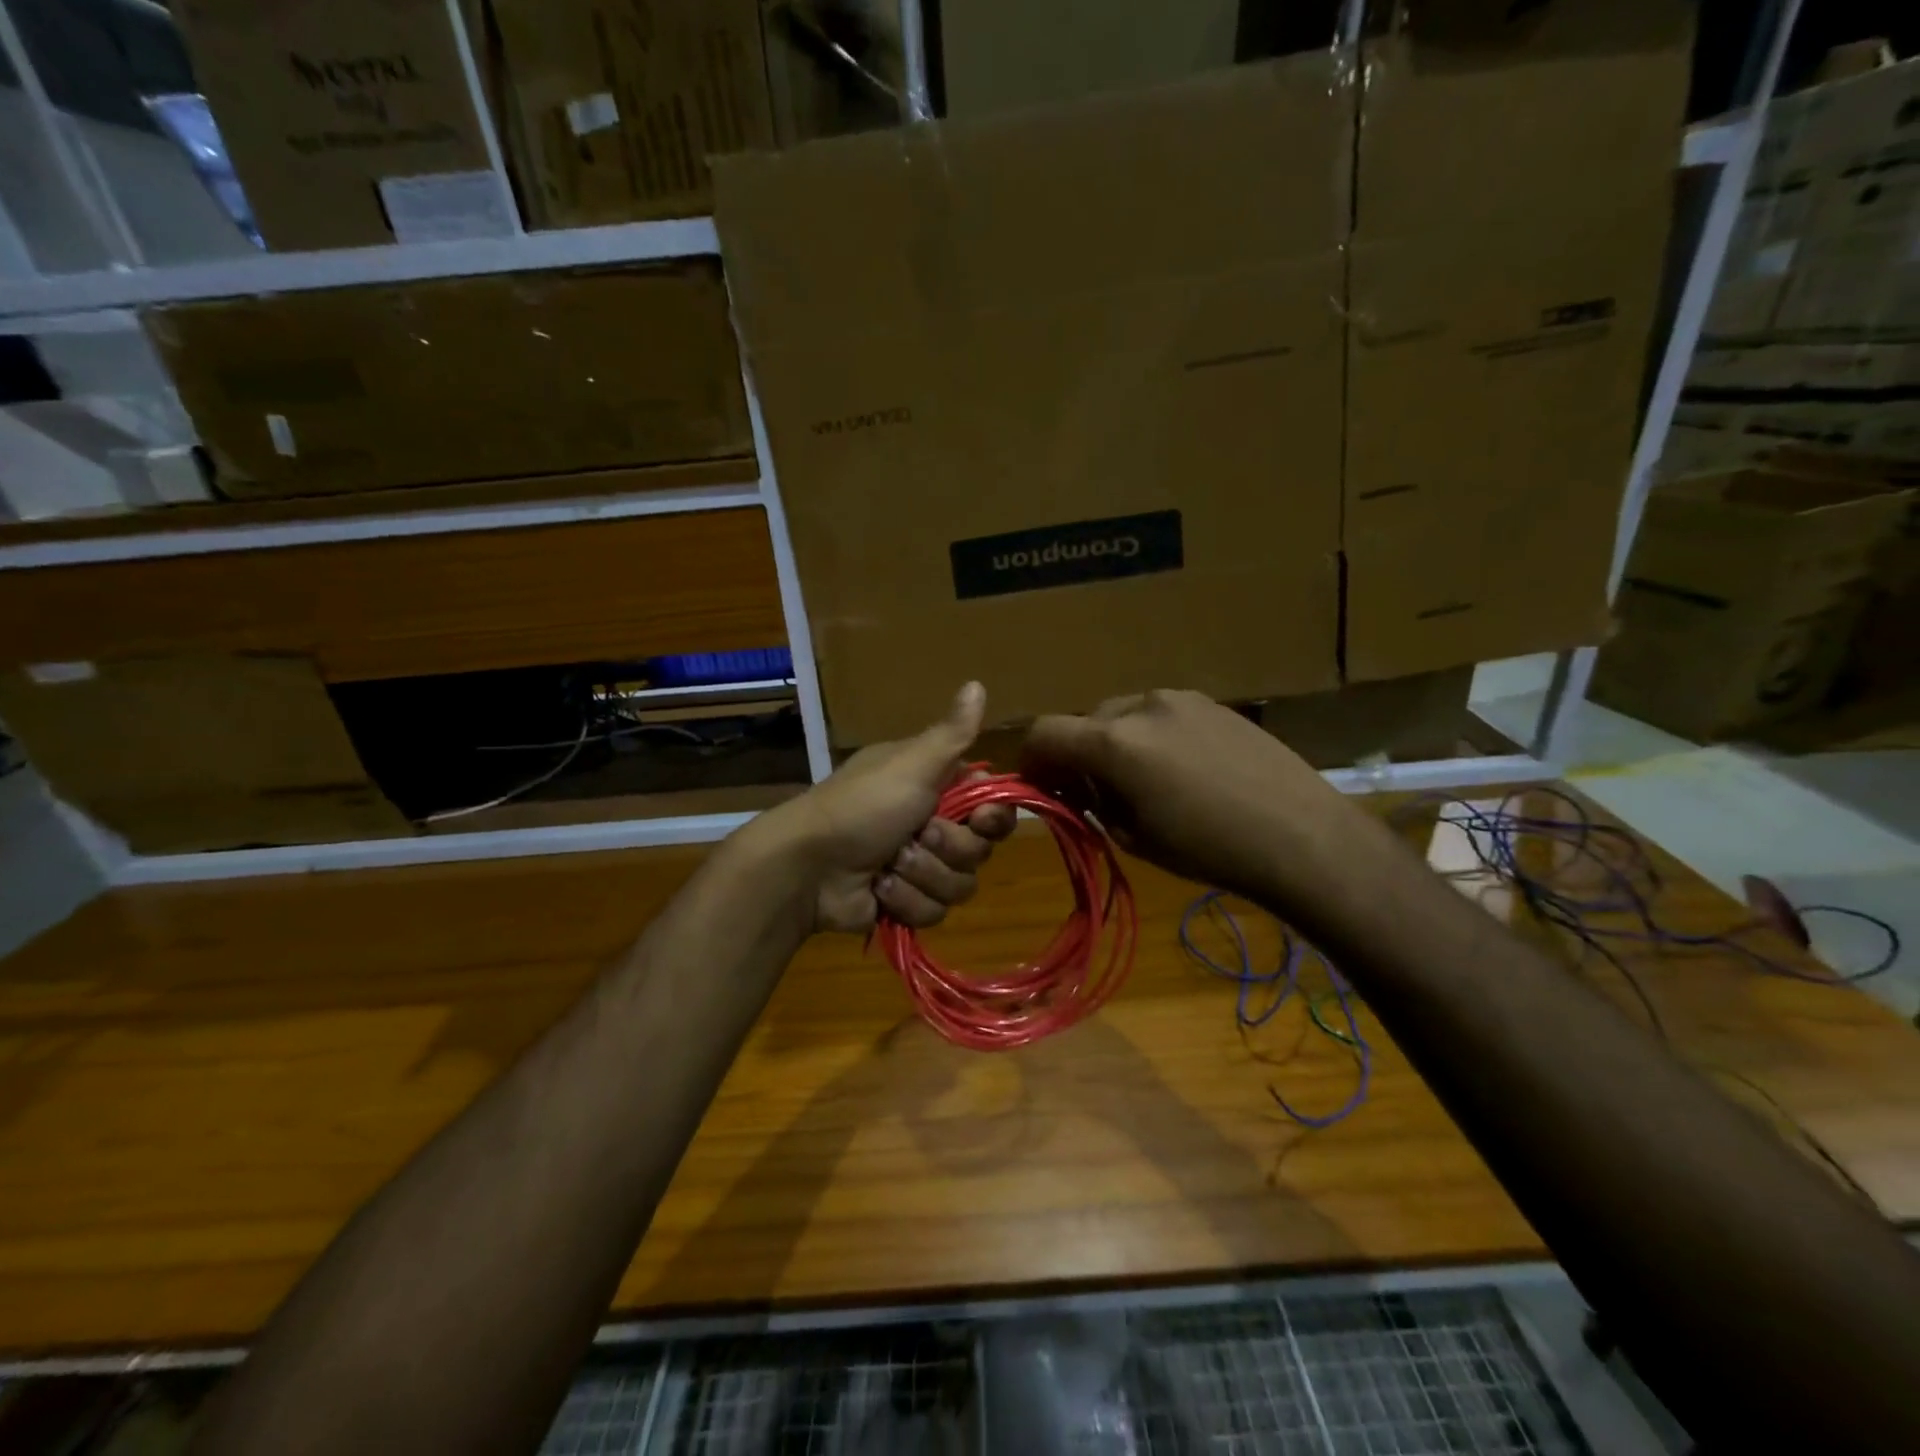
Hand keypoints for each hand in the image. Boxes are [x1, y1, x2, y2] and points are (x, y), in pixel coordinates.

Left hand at [753, 682, 1016, 933]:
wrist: (808, 866)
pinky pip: (934, 912)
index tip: (981, 820)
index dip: (993, 819)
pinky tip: (878, 890)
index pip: (992, 808)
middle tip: (916, 835)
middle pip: (979, 851)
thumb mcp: (911, 764)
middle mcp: (933, 825)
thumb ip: (952, 733)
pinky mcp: (906, 904)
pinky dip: (905, 901)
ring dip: (922, 876)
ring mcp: (919, 868)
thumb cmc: (862, 806)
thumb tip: (977, 682)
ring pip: (960, 886)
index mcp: (936, 788)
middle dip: (947, 848)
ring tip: (887, 866)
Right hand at [1022, 688, 1346, 902]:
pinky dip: (1150, 736)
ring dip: (1115, 743)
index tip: (1040, 786)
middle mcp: (1140, 705)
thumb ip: (1093, 804)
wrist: (1301, 835)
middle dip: (1078, 754)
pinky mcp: (1212, 702)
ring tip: (1143, 782)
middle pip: (1085, 721)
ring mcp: (1180, 698)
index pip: (1045, 732)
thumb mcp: (1134, 837)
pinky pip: (1159, 714)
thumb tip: (1077, 789)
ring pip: (1123, 714)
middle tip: (1095, 794)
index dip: (1032, 759)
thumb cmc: (1209, 849)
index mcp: (1113, 742)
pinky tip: (1182, 770)